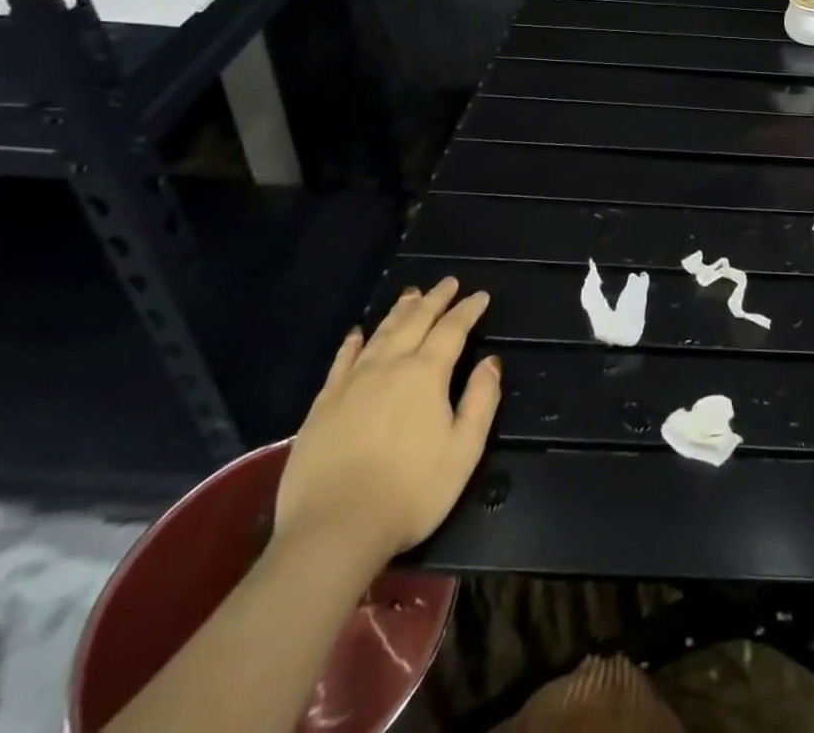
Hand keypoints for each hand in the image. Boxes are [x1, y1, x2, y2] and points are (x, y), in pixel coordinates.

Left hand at [274, 278, 500, 568]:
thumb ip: (481, 401)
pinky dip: (353, 342)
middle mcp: (389, 366)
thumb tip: (491, 362)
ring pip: (380, 334)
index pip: (452, 329)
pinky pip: (342, 361)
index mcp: (426, 374)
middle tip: (448, 282)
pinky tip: (358, 333)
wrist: (332, 531)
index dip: (467, 310)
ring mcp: (352, 383)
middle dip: (435, 299)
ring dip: (399, 312)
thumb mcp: (463, 451)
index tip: (480, 296)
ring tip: (411, 295)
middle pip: (415, 321)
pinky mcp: (323, 404)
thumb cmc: (410, 492)